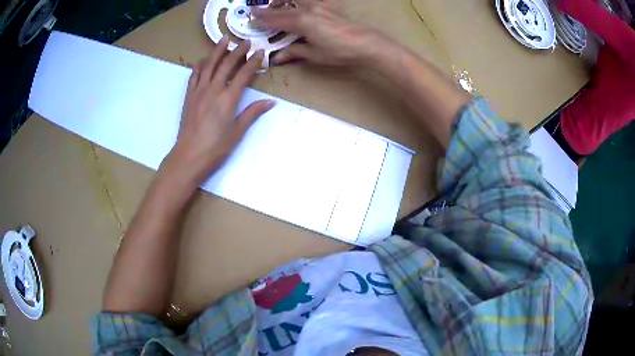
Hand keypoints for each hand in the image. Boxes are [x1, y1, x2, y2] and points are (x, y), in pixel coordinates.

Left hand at [161, 37, 274, 186]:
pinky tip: (204, 60)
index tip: (260, 52)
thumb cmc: (215, 148)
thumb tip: (270, 102)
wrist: (189, 156)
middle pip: (226, 65)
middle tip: (245, 41)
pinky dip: (200, 65)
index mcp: (228, 99)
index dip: (252, 62)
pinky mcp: (189, 96)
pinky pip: (194, 75)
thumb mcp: (237, 132)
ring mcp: (199, 91)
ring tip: (223, 40)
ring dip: (217, 51)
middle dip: (237, 51)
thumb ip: (252, 113)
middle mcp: (213, 90)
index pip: (243, 74)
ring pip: (208, 65)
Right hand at [253, 0, 384, 65]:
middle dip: (268, 8)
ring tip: (276, 6)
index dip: (262, 19)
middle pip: (283, 5)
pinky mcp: (328, 5)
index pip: (275, 19)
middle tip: (258, 10)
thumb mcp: (314, 54)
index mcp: (301, 22)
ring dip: (283, 0)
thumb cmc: (340, 51)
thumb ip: (293, 52)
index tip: (252, 19)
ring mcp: (319, 5)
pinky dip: (297, 1)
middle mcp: (308, 9)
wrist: (366, 43)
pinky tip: (297, 6)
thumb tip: (277, 57)